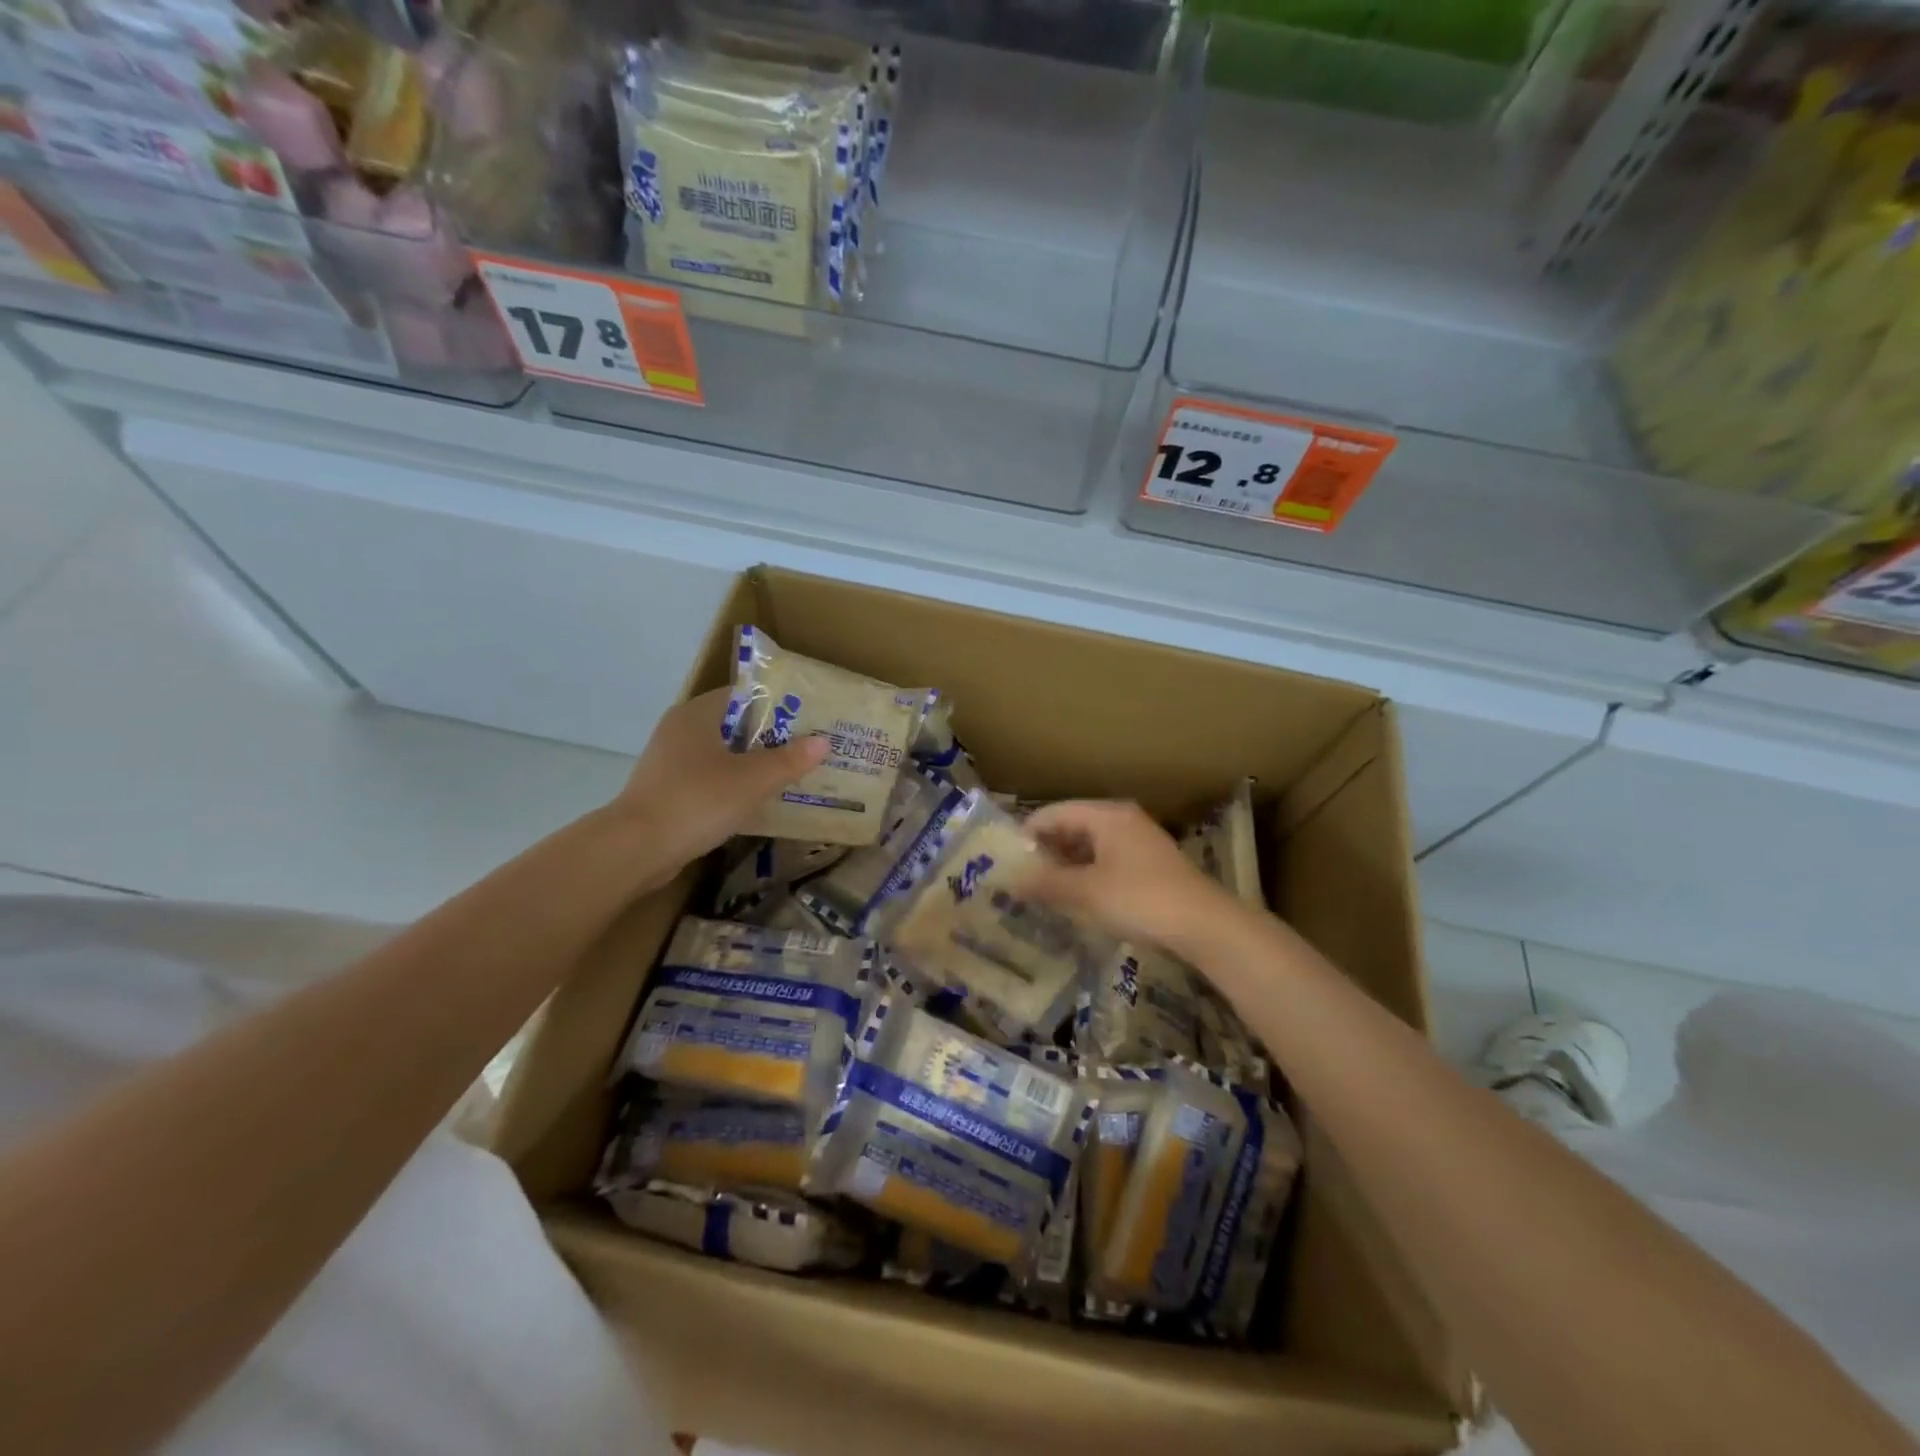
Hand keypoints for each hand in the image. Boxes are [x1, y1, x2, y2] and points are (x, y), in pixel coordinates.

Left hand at [613, 689, 828, 878]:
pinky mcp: (667, 792)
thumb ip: (789, 760)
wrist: (636, 849)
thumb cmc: (697, 801)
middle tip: (806, 749)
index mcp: (697, 714)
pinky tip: (757, 802)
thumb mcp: (753, 780)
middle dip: (770, 738)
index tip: (806, 719)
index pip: (743, 695)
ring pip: (722, 755)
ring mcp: (670, 763)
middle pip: (734, 726)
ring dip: (752, 765)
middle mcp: (680, 731)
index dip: (776, 704)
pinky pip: (710, 780)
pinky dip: (734, 787)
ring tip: (790, 776)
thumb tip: (823, 742)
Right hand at [1021, 800, 1239, 952]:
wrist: (1205, 925)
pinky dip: (1086, 875)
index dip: (1027, 834)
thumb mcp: (1086, 892)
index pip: (1054, 813)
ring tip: (1042, 891)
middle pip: (1072, 827)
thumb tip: (1008, 880)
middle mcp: (1122, 820)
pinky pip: (1106, 861)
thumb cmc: (1140, 899)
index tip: (1004, 860)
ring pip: (1089, 846)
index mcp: (1106, 815)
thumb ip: (1045, 883)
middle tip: (1019, 877)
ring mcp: (1139, 842)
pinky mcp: (1150, 866)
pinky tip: (1075, 899)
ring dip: (1065, 866)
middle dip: (1045, 851)